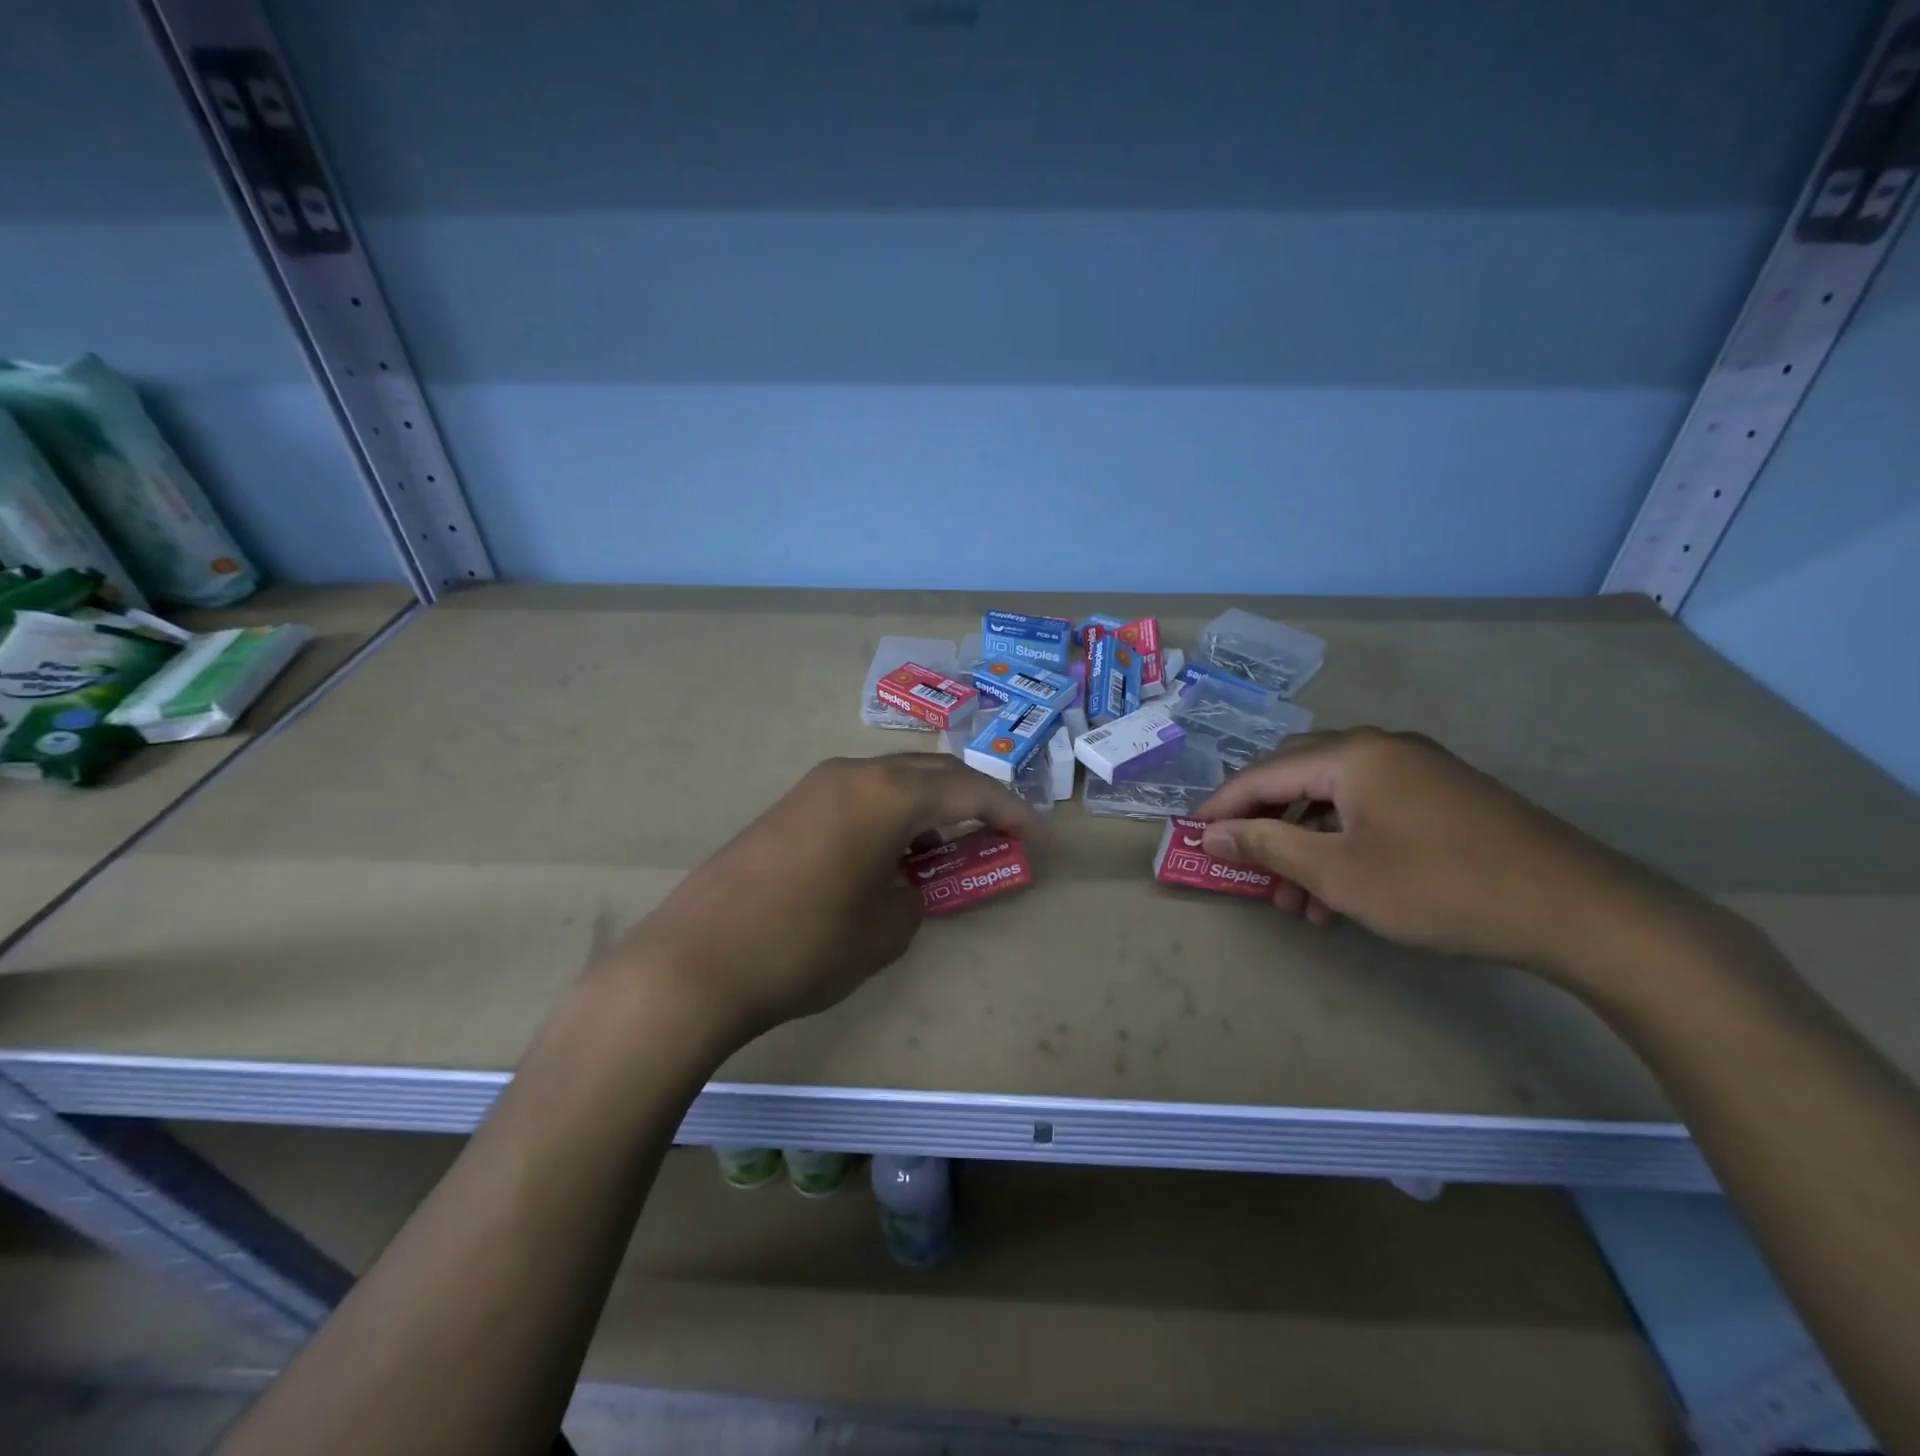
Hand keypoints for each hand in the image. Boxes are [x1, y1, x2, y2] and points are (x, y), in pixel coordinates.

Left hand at [604, 754, 1043, 1044]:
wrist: (696, 962)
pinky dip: (891, 814)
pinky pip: (859, 795)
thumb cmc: (807, 944)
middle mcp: (854, 773)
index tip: (1038, 837)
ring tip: (948, 842)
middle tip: (999, 830)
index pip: (969, 791)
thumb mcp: (887, 928)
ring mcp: (816, 786)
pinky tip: (891, 849)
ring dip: (928, 804)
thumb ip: (914, 894)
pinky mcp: (789, 807)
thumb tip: (904, 882)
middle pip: (932, 772)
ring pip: (893, 780)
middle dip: (972, 798)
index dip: (1011, 813)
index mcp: (889, 793)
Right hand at [1193, 727, 1697, 978]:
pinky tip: (1342, 895)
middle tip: (1244, 865)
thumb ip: (1266, 845)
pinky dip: (1344, 846)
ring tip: (1297, 903)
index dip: (1222, 806)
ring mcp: (1418, 770)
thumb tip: (1211, 832)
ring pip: (1335, 801)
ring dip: (1305, 845)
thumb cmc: (1438, 886)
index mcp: (1352, 754)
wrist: (1578, 910)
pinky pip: (1371, 812)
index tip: (1192, 834)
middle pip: (1297, 778)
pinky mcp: (1444, 797)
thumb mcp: (1337, 872)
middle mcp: (1381, 748)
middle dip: (1265, 826)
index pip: (1264, 773)